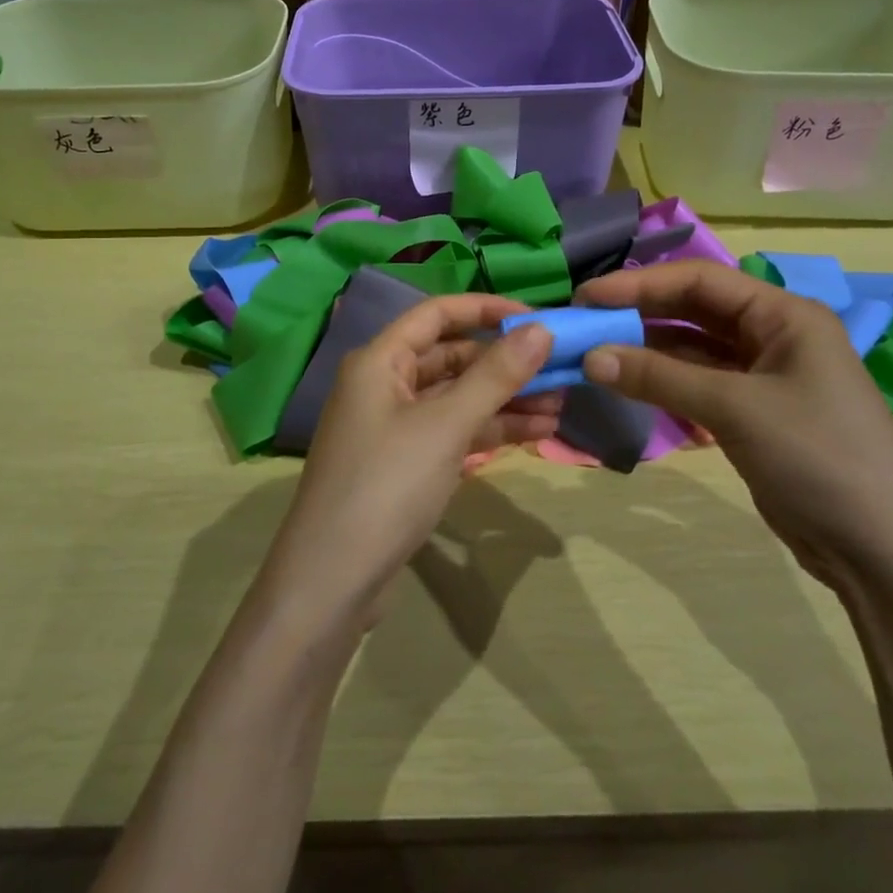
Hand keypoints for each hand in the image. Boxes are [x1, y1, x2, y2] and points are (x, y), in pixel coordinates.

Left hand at [262, 294, 559, 629]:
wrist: (331, 582)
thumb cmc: (386, 486)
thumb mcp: (445, 427)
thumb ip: (494, 376)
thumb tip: (541, 329)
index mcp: (380, 360)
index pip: (438, 313)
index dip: (487, 310)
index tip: (537, 318)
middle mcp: (383, 383)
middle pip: (451, 356)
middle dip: (504, 362)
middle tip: (560, 369)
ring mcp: (394, 426)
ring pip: (456, 396)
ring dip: (505, 398)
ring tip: (560, 404)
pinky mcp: (405, 463)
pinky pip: (453, 430)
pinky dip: (489, 428)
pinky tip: (535, 432)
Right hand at [575, 261, 892, 590]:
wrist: (884, 553)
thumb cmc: (819, 458)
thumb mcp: (736, 408)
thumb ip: (659, 377)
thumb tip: (589, 356)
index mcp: (784, 314)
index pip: (699, 280)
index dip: (640, 284)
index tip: (587, 297)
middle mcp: (774, 334)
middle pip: (694, 309)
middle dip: (640, 313)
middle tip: (584, 323)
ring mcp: (764, 375)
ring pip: (693, 348)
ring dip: (647, 350)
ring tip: (595, 353)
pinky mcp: (754, 413)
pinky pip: (699, 383)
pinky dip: (663, 382)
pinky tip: (627, 383)